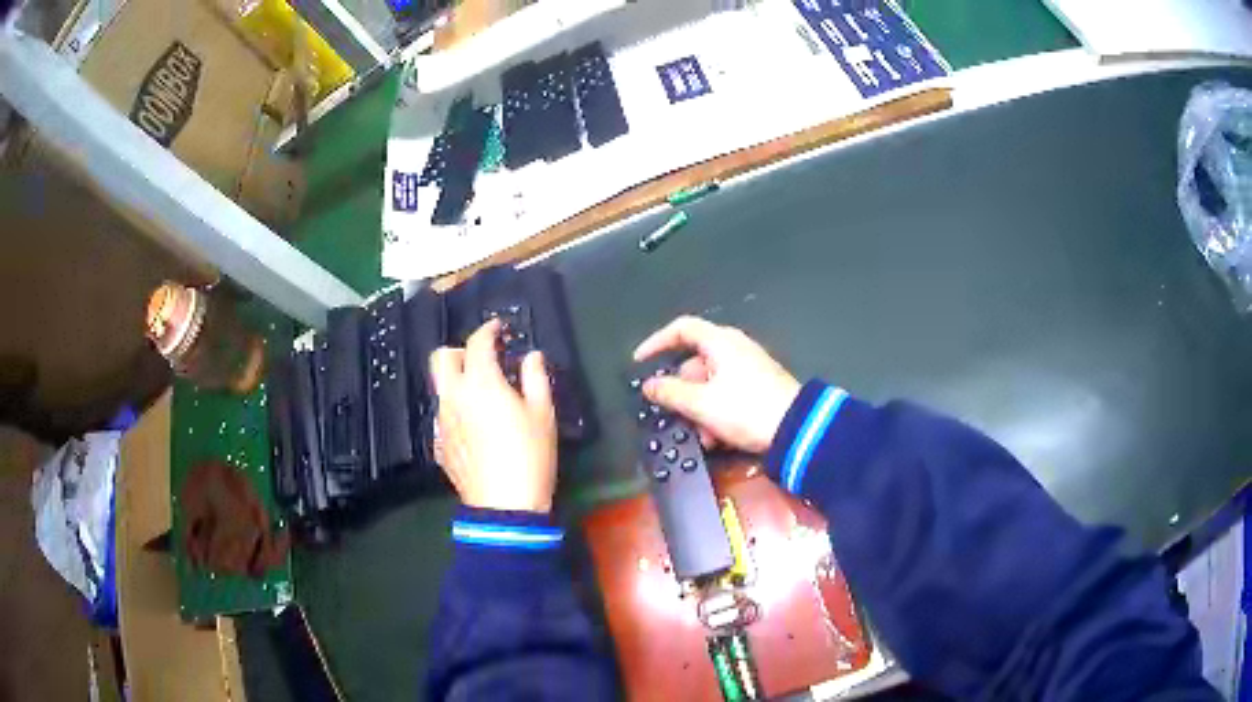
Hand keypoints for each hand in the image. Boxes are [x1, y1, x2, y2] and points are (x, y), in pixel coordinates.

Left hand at [429, 319, 557, 512]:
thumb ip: (535, 378)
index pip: (477, 343)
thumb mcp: (542, 414)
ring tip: (482, 396)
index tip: (498, 328)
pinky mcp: (439, 445)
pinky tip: (475, 427)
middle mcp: (453, 397)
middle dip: (459, 351)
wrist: (504, 506)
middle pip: (441, 358)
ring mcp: (441, 422)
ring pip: (440, 388)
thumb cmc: (529, 455)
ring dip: (457, 382)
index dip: (488, 330)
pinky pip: (442, 415)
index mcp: (480, 383)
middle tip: (482, 359)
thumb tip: (532, 357)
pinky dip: (456, 410)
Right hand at [633, 316, 800, 453]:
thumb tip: (649, 385)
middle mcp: (735, 349)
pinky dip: (716, 413)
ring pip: (710, 384)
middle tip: (672, 413)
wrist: (796, 430)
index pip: (682, 329)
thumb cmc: (745, 409)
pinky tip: (717, 439)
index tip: (640, 361)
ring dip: (699, 410)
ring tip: (701, 436)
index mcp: (720, 342)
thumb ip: (670, 392)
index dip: (656, 342)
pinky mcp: (759, 388)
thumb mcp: (701, 404)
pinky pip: (727, 395)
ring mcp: (749, 368)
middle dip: (681, 392)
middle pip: (694, 363)